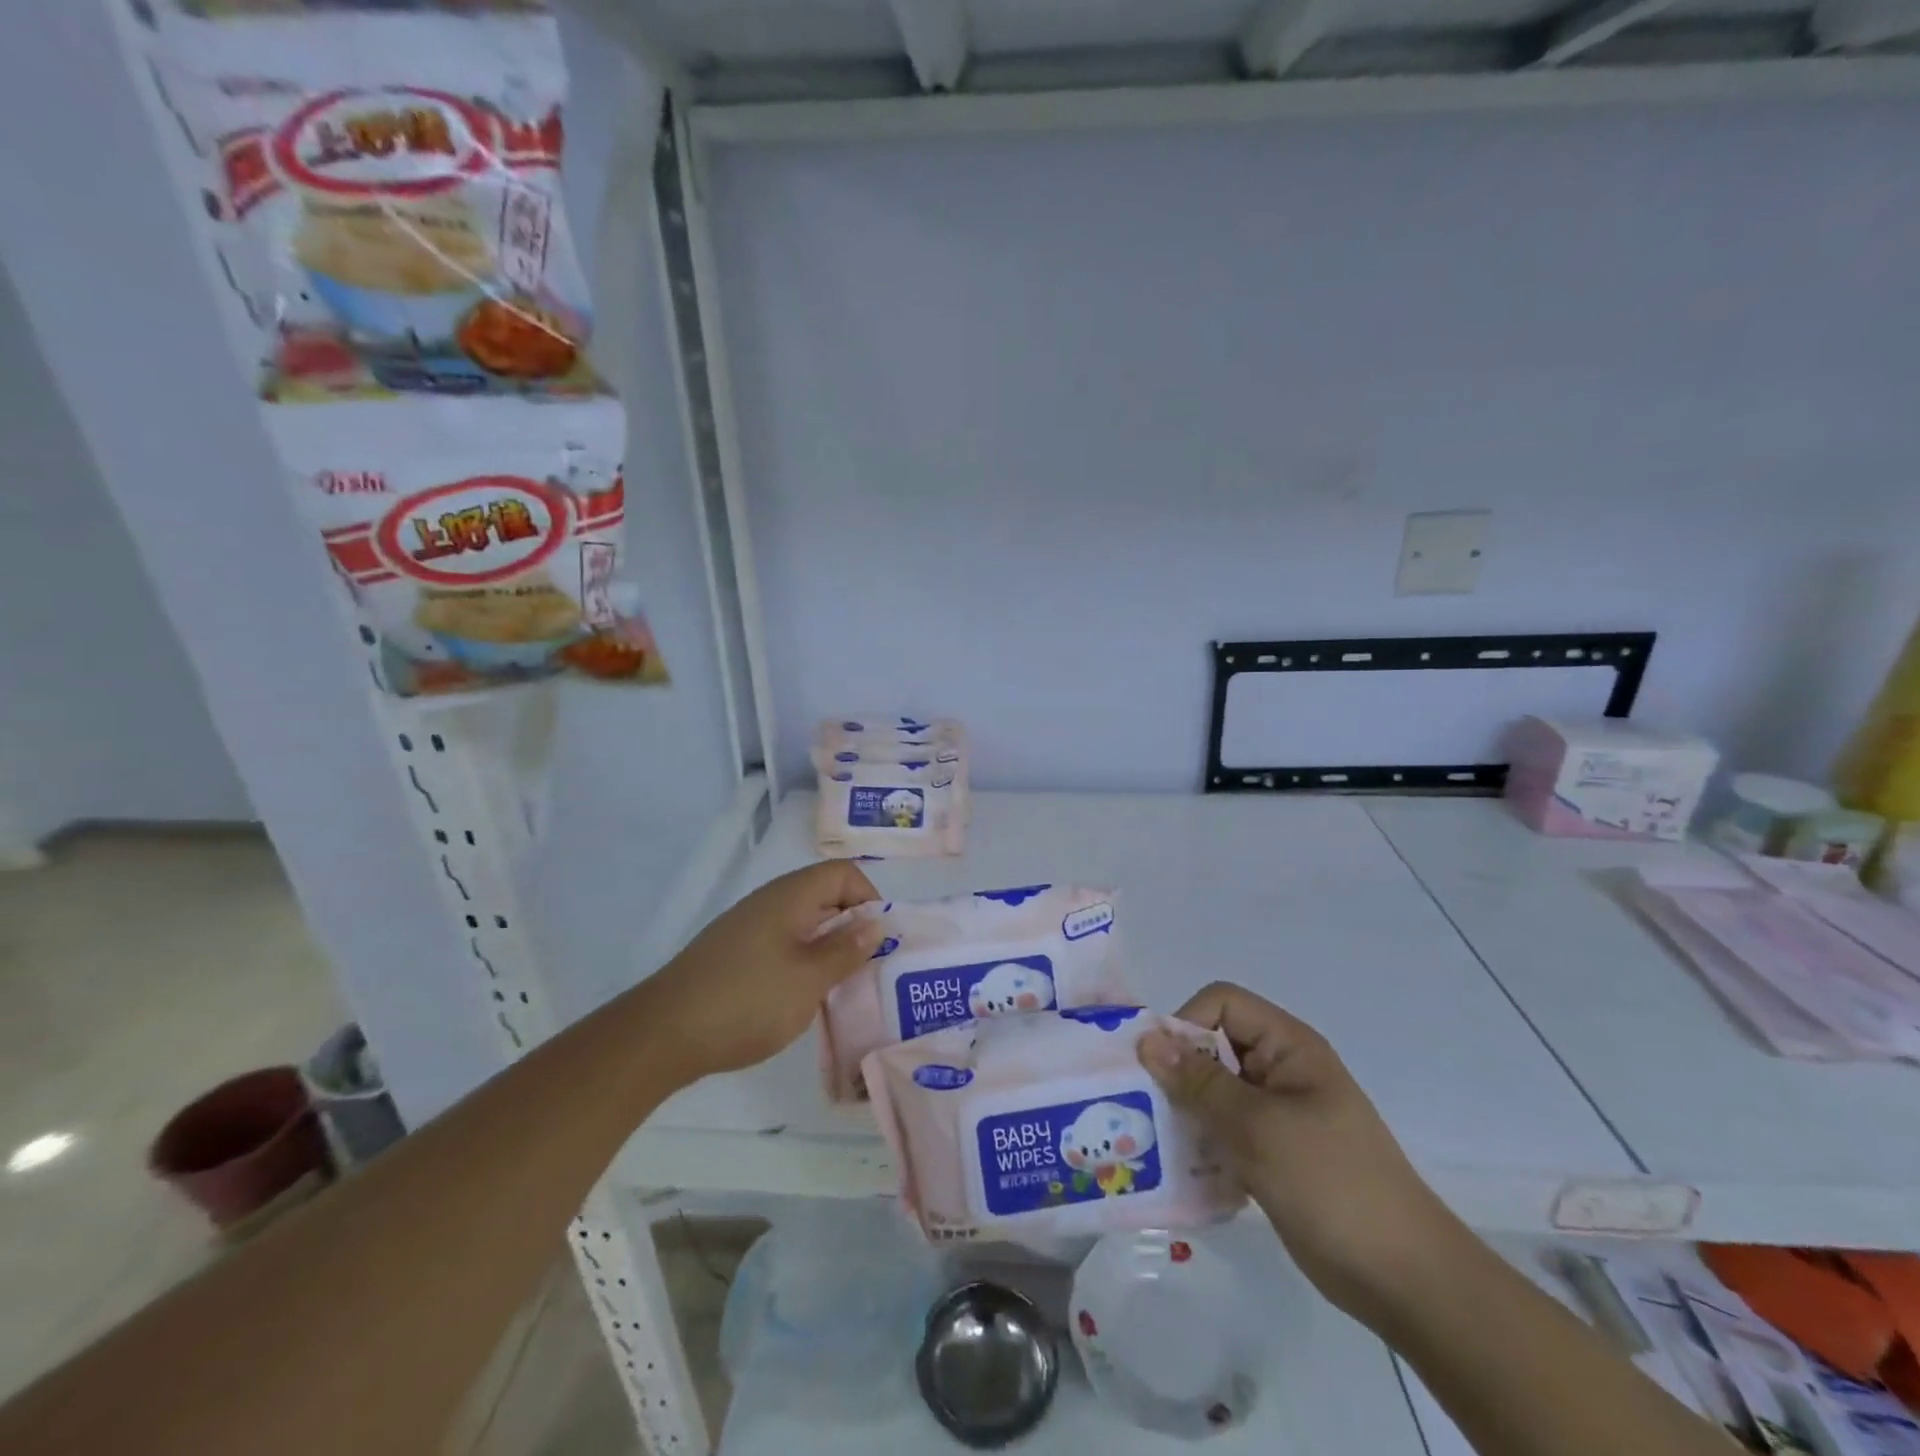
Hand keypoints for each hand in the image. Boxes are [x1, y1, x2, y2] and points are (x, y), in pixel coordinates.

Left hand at [644, 861, 883, 1079]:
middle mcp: (770, 902)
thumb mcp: (809, 979)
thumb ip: (847, 950)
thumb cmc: (747, 1001)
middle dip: (853, 927)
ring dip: (829, 949)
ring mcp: (748, 928)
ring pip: (804, 924)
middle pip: (825, 896)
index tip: (879, 939)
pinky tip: (804, 998)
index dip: (869, 898)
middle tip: (871, 967)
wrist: (662, 1035)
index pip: (843, 873)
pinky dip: (803, 963)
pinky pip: (783, 945)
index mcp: (790, 896)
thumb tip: (876, 923)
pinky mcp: (735, 955)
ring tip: (843, 987)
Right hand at [1139, 982, 1468, 1326]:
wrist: (1403, 1279)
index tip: (1160, 1068)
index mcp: (1287, 1046)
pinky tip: (1184, 1172)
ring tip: (1156, 1142)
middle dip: (1177, 1072)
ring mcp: (1276, 1113)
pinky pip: (1223, 1129)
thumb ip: (1200, 1082)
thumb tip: (1147, 1039)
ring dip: (1184, 1111)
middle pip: (1212, 1045)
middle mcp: (1279, 1069)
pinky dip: (1201, 1143)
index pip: (1222, 1004)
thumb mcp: (1258, 1127)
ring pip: (1213, 1091)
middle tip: (1144, 1108)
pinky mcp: (1271, 1152)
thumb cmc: (1332, 1184)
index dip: (1187, 1024)